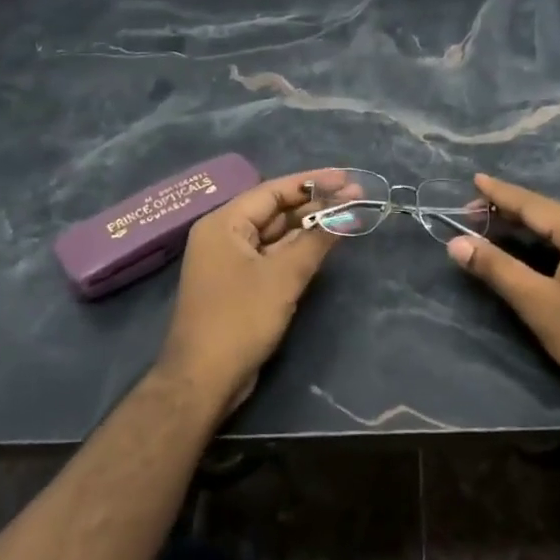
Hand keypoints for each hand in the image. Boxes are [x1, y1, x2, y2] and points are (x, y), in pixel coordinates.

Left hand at [157, 168, 344, 414]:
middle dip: (314, 204)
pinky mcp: (240, 285)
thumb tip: (345, 214)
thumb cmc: (240, 319)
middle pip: (275, 210)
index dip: (312, 182)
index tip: (346, 178)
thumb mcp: (283, 276)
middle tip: (355, 197)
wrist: (203, 380)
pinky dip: (297, 250)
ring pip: (275, 234)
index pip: (272, 190)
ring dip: (309, 227)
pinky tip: (324, 244)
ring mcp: (230, 262)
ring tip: (347, 215)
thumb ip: (315, 241)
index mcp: (223, 223)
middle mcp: (223, 236)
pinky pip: (272, 256)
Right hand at [445, 173, 559, 397]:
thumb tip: (456, 244)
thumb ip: (497, 268)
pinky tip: (538, 245)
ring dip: (534, 226)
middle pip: (551, 212)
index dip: (500, 193)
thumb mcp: (538, 303)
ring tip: (499, 225)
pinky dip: (556, 239)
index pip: (533, 204)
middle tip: (475, 212)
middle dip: (513, 211)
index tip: (474, 179)